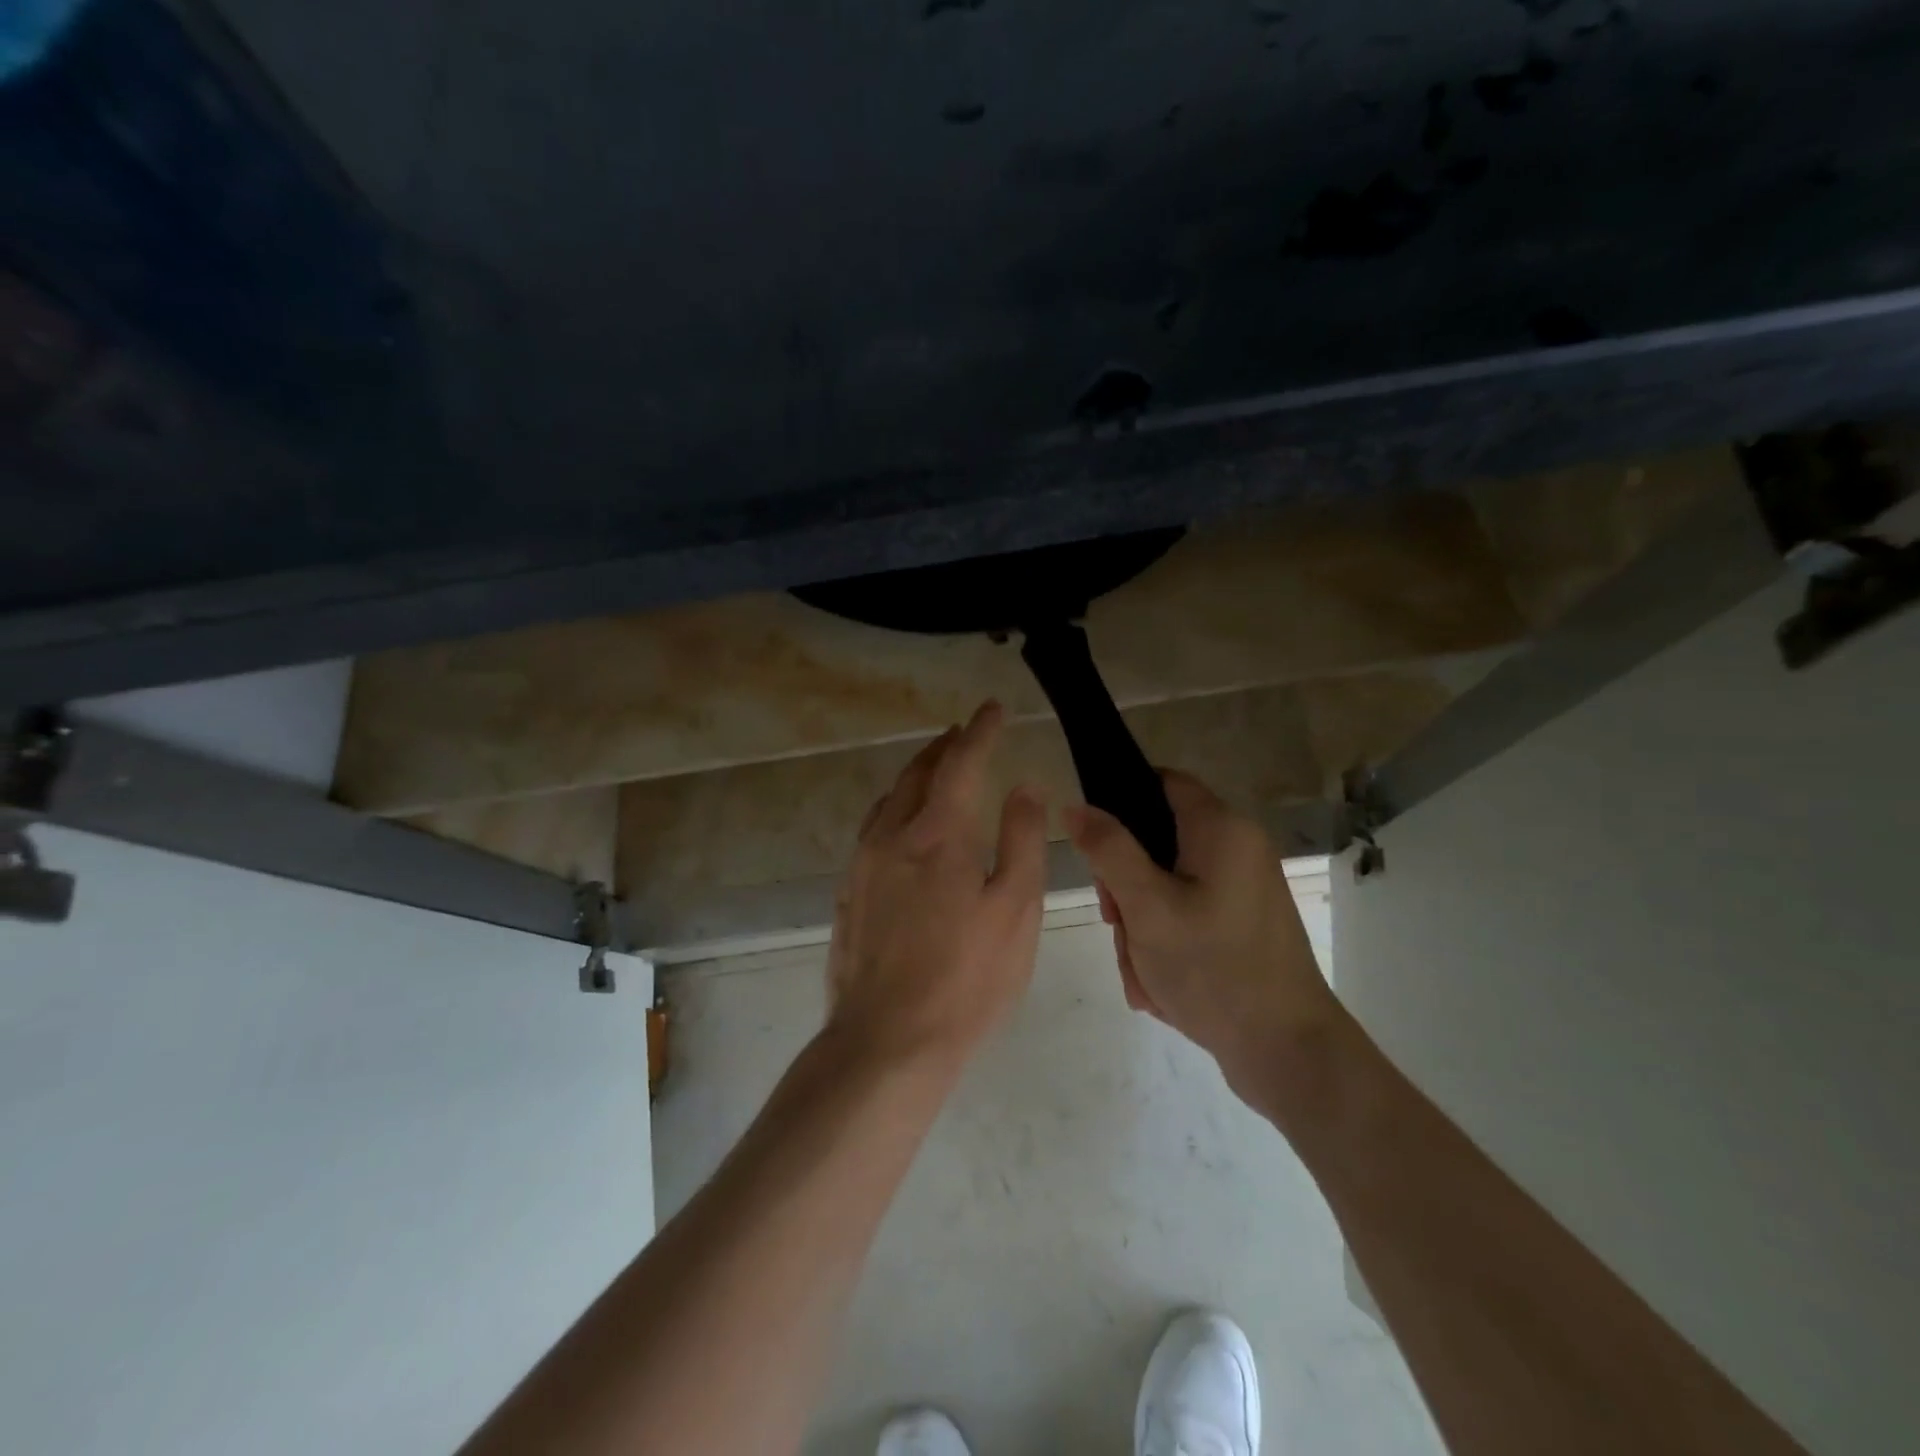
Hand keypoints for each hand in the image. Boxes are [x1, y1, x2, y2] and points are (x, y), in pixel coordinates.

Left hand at [825, 701, 1049, 1068]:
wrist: (886, 1040)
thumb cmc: (966, 979)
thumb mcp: (1015, 911)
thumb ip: (1021, 841)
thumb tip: (1024, 787)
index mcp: (938, 834)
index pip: (961, 763)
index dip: (980, 731)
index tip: (993, 708)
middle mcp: (892, 835)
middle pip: (918, 773)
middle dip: (945, 746)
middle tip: (965, 731)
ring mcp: (863, 863)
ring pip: (890, 798)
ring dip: (916, 773)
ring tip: (937, 766)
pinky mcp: (848, 891)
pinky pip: (873, 827)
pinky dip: (895, 806)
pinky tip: (902, 821)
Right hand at [1065, 770, 1339, 1089]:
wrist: (1288, 1053)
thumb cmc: (1214, 969)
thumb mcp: (1146, 906)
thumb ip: (1108, 850)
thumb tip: (1075, 806)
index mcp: (1221, 829)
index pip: (1162, 781)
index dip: (1120, 796)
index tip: (1092, 841)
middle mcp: (1237, 849)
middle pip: (1157, 841)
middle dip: (1125, 883)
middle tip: (1118, 922)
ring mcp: (1241, 890)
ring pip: (1164, 885)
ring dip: (1141, 923)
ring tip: (1143, 969)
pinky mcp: (1240, 925)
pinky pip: (1185, 917)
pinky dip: (1164, 943)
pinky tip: (1159, 984)